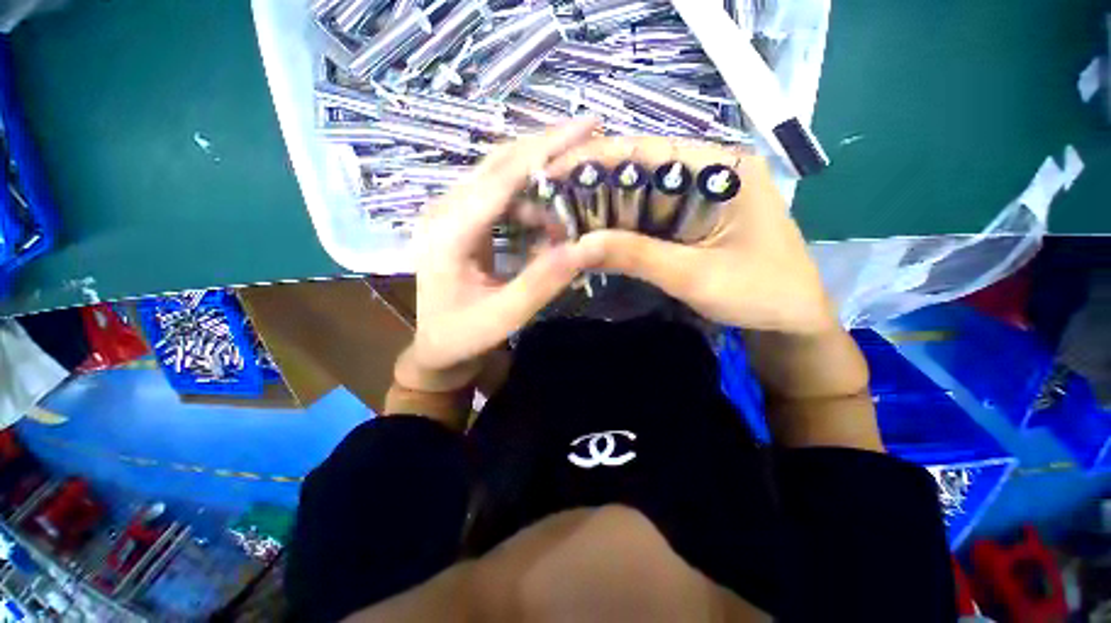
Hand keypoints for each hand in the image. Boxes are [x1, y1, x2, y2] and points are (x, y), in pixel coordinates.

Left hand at [402, 119, 598, 391]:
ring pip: (501, 176)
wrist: (437, 346)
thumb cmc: (464, 335)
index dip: (545, 149)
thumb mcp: (505, 316)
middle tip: (590, 138)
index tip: (587, 124)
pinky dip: (529, 206)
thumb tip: (585, 247)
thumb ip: (542, 282)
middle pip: (499, 164)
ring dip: (540, 186)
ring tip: (568, 215)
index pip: (501, 178)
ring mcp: (451, 213)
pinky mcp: (462, 221)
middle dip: (546, 149)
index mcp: (448, 232)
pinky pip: (500, 198)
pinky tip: (546, 229)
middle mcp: (444, 211)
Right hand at [546, 137, 835, 334]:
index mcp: (723, 168)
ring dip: (600, 209)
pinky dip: (617, 227)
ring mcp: (697, 195)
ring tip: (562, 223)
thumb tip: (577, 245)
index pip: (646, 150)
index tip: (550, 175)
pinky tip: (592, 237)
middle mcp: (708, 170)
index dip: (594, 159)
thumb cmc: (760, 294)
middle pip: (637, 169)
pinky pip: (646, 216)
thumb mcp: (696, 276)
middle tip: (550, 207)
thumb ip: (638, 256)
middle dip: (591, 187)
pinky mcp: (689, 219)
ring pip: (637, 194)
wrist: (790, 322)